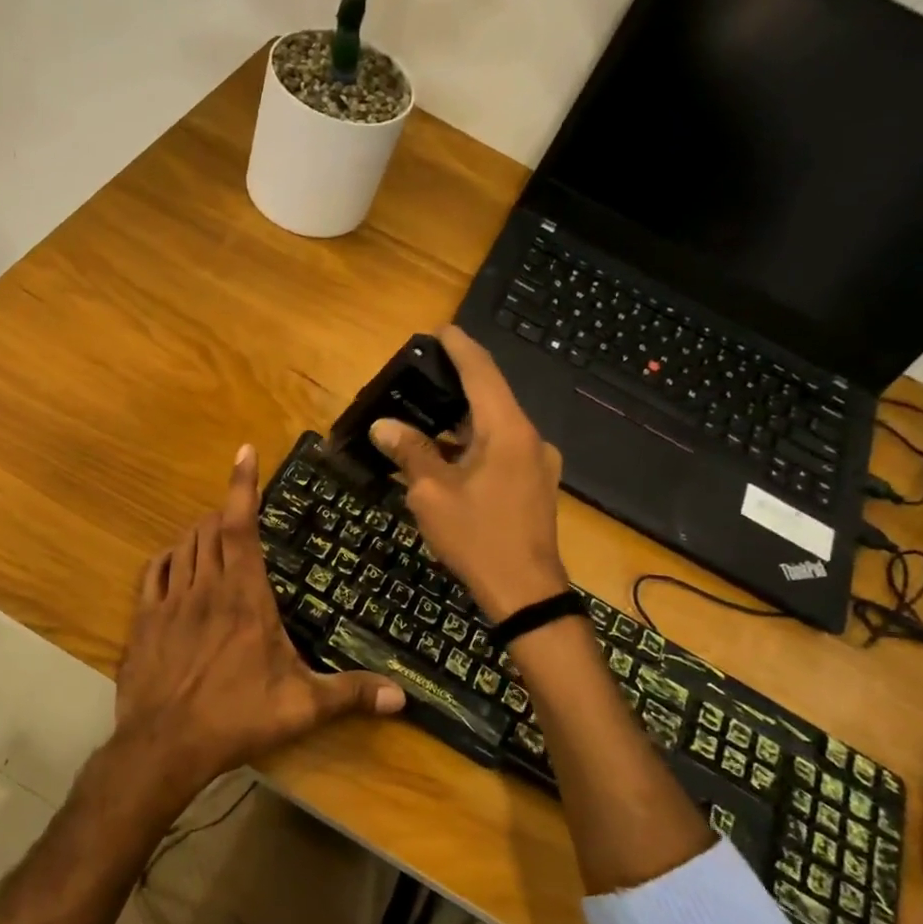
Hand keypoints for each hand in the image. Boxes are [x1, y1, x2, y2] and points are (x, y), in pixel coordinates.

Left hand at [112, 445, 404, 797]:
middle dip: (225, 511)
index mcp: (244, 596)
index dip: (242, 485)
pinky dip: (168, 557)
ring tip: (215, 534)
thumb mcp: (301, 707)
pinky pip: (154, 571)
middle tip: (242, 513)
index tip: (245, 452)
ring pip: (183, 545)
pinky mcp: (143, 619)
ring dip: (200, 532)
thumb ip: (351, 694)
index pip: (241, 525)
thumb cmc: (237, 718)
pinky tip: (175, 561)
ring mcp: (169, 601)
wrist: (164, 746)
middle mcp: (205, 587)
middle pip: (210, 528)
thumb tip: (403, 697)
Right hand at [370, 325, 568, 622]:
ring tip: (426, 419)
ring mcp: (538, 464)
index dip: (460, 348)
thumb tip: (384, 426)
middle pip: (491, 398)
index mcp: (508, 431)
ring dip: (462, 422)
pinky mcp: (536, 486)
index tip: (441, 330)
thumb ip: (410, 452)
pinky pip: (502, 452)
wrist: (527, 593)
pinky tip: (447, 458)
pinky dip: (474, 447)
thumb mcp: (433, 494)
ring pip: (496, 428)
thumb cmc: (477, 538)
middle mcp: (530, 438)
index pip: (483, 373)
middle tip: (421, 378)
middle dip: (456, 386)